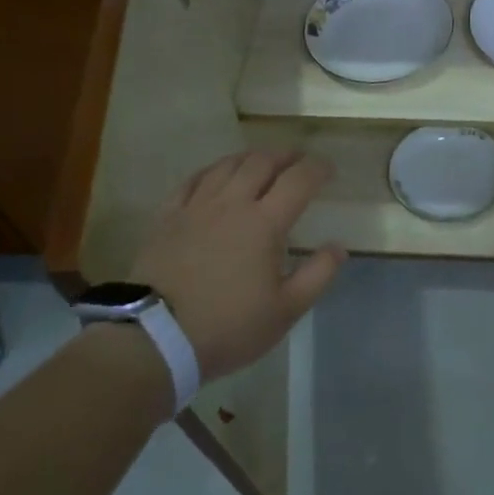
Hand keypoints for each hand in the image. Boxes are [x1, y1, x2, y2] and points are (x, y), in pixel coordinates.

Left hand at [131, 149, 346, 382]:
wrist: (155, 338)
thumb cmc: (228, 326)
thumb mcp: (285, 310)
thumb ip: (318, 274)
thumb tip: (338, 246)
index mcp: (265, 223)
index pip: (298, 180)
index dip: (317, 168)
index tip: (328, 169)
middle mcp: (232, 203)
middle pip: (262, 162)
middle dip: (285, 156)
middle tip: (298, 160)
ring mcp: (196, 207)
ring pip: (227, 165)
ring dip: (251, 157)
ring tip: (262, 162)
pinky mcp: (167, 217)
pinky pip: (193, 180)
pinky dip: (212, 171)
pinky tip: (216, 175)